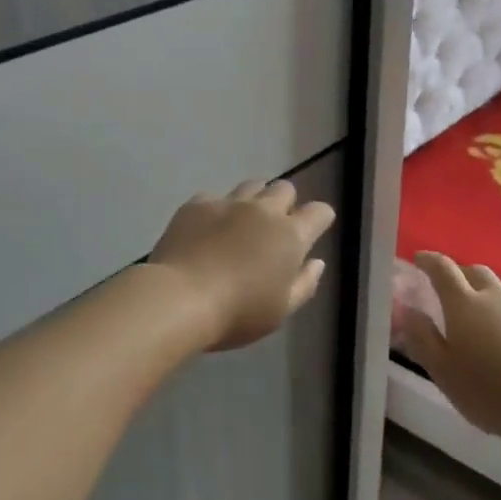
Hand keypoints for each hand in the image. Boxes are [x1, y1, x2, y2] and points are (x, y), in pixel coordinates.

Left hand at [148, 181, 336, 350]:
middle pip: (285, 189)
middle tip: (273, 229)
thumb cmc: (238, 313)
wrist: (180, 298)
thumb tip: (316, 262)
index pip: (319, 212)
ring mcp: (229, 203)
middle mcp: (264, 210)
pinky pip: (215, 197)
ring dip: (254, 200)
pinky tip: (207, 229)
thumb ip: (305, 283)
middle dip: (285, 203)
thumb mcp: (281, 310)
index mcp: (290, 236)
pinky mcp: (197, 204)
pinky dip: (217, 210)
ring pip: (252, 186)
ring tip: (242, 223)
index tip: (313, 230)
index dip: (320, 219)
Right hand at [398, 252, 500, 449]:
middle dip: (459, 275)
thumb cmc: (491, 391)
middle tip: (448, 291)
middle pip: (475, 272)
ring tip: (480, 324)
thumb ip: (422, 338)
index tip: (418, 259)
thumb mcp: (443, 372)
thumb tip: (406, 310)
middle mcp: (496, 297)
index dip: (429, 261)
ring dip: (486, 299)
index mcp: (464, 304)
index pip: (442, 269)